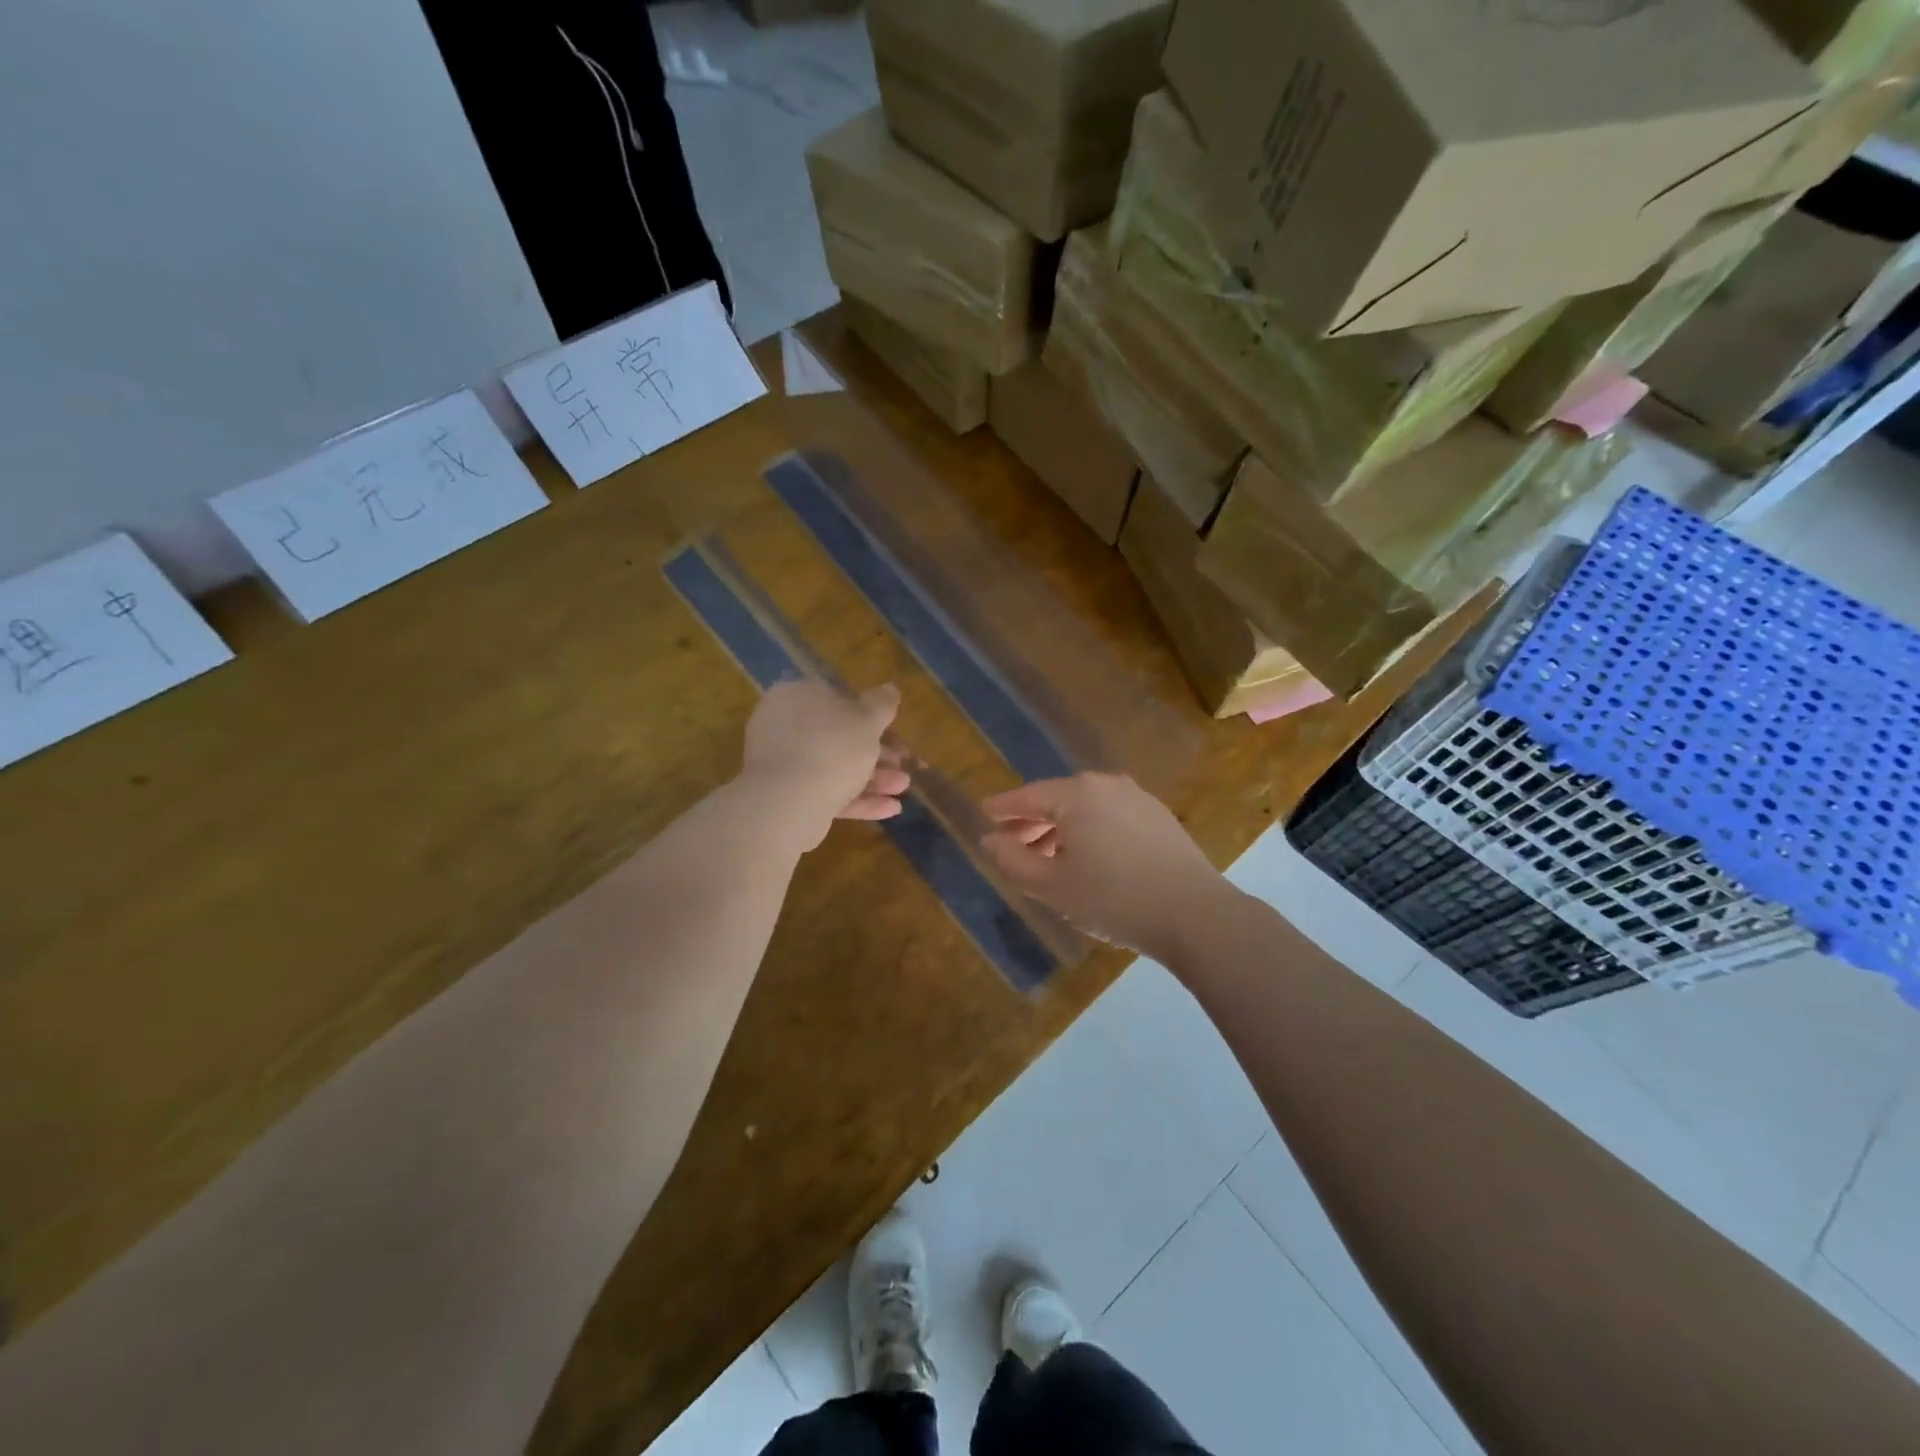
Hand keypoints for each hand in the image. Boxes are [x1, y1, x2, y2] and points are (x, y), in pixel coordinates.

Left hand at [742, 680, 908, 847]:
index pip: (836, 698)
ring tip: (902, 790)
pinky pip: (826, 791)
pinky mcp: (786, 795)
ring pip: (835, 766)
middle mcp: (785, 725)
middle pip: (839, 736)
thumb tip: (890, 688)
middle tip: (902, 765)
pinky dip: (857, 799)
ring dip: (873, 778)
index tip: (894, 732)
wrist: (787, 803)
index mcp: (798, 696)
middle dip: (876, 754)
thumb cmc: (832, 748)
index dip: (869, 715)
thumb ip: (882, 703)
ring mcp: (783, 762)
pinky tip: (889, 809)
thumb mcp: (867, 720)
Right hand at [980, 773, 1229, 959]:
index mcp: (1077, 793)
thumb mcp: (1052, 886)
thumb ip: (1012, 860)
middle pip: (1058, 799)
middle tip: (1012, 847)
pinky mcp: (1159, 816)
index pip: (1028, 796)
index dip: (1003, 808)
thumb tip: (988, 839)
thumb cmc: (1113, 898)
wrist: (1195, 914)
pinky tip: (1089, 859)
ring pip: (1086, 808)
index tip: (984, 813)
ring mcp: (1137, 798)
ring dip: (1062, 830)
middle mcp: (1107, 784)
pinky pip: (1111, 816)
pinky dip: (1091, 831)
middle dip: (1032, 822)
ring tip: (1048, 860)